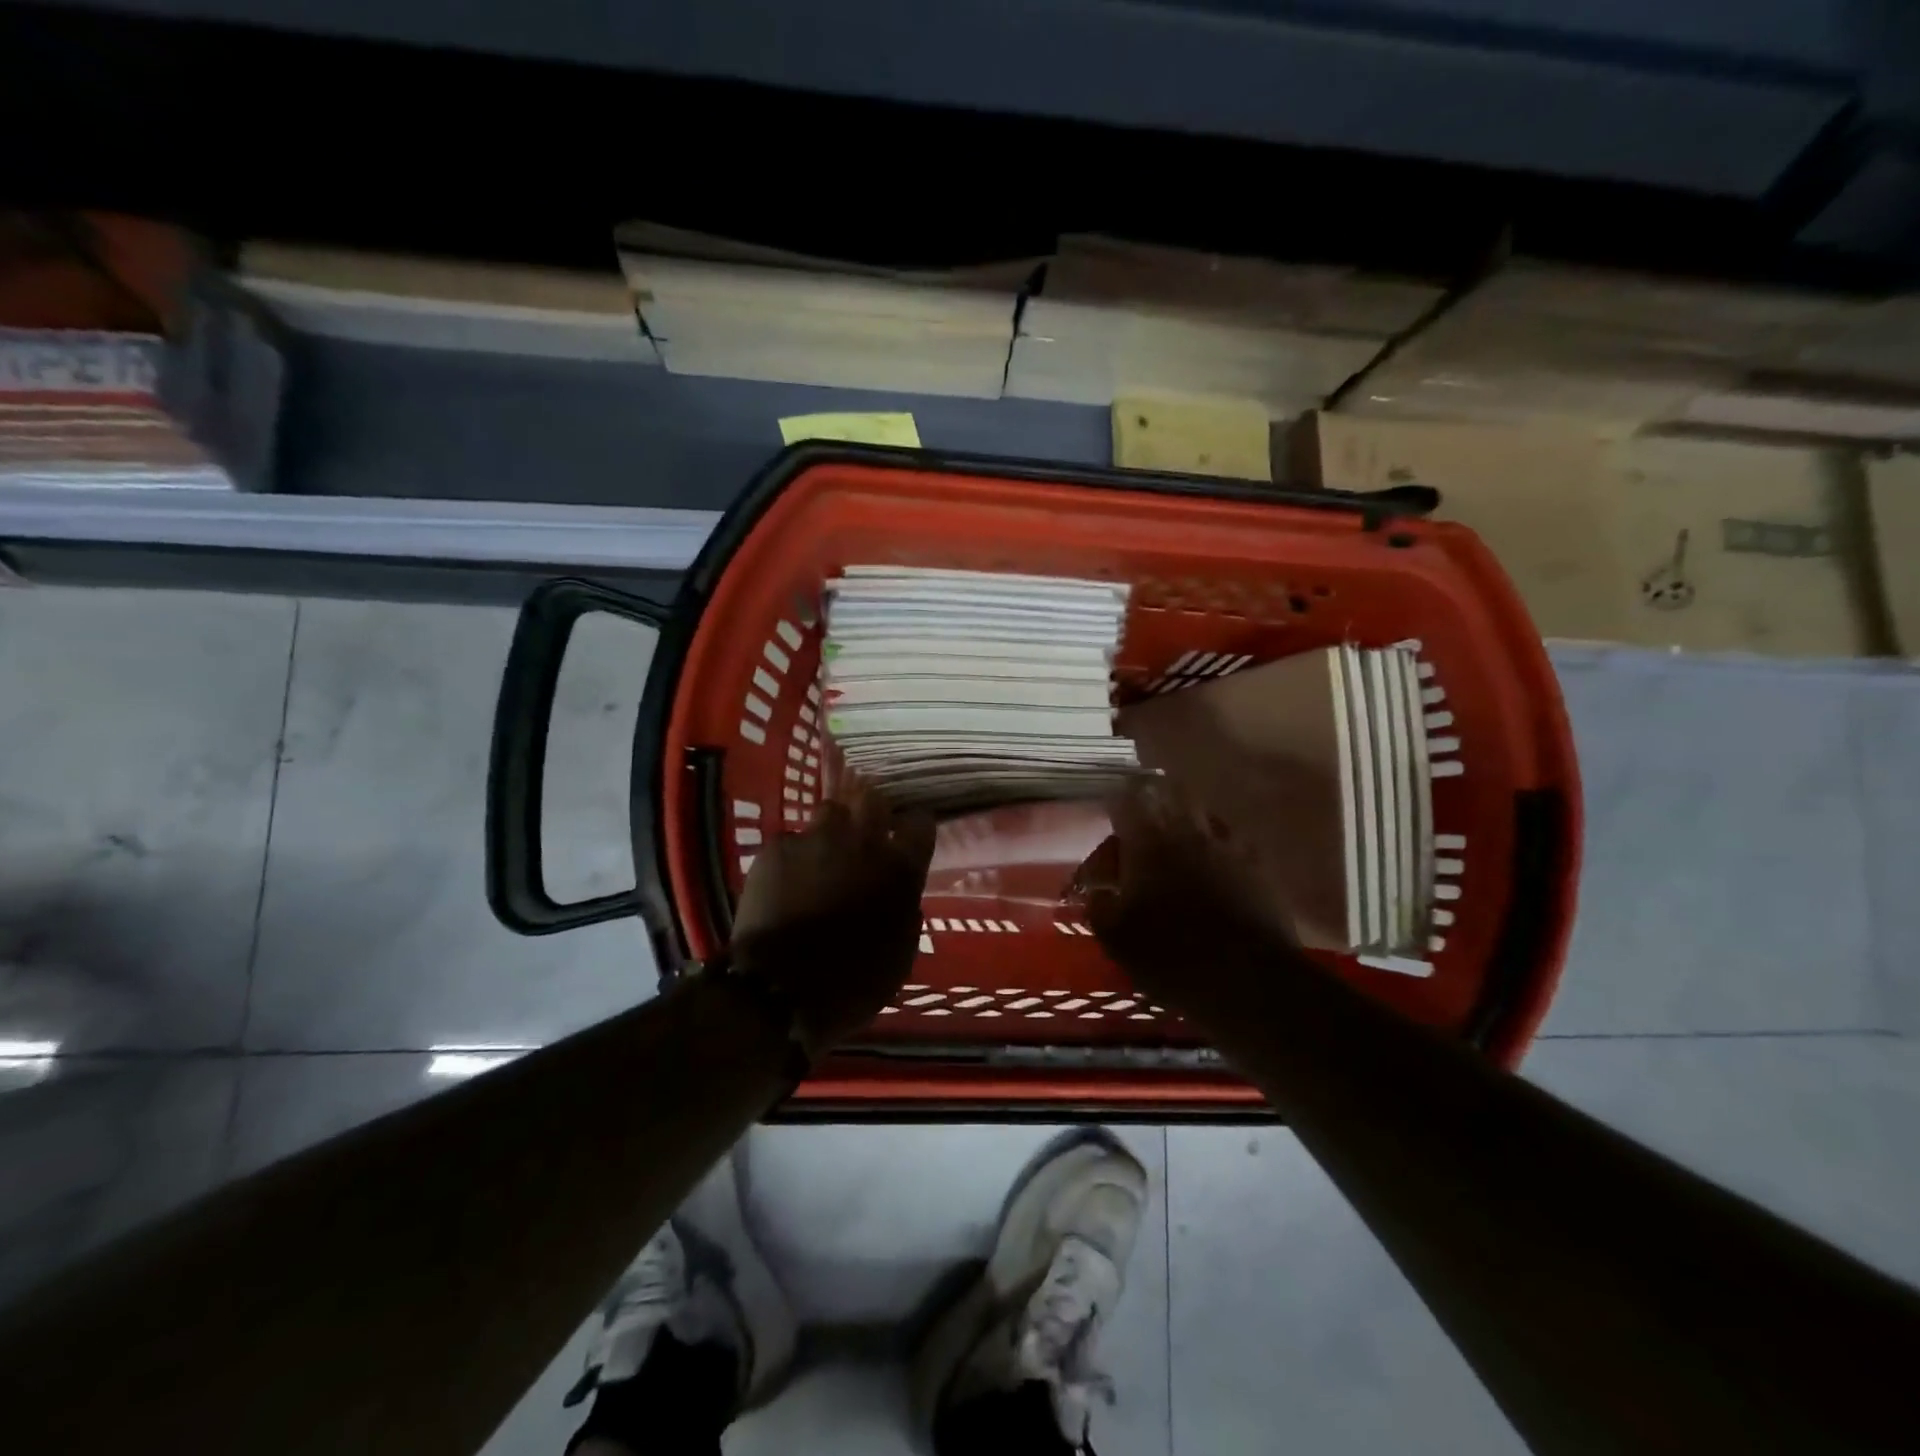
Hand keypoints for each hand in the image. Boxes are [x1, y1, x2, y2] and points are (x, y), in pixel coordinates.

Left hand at [730, 787, 934, 1055]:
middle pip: (873, 801)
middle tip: (864, 837)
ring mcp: (816, 839)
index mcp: (900, 868)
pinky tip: (785, 880)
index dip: (915, 827)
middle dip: (871, 813)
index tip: (908, 838)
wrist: (780, 990)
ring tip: (822, 854)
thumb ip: (904, 911)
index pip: (921, 823)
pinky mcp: (777, 848)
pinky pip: (791, 841)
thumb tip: (901, 897)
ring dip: (831, 830)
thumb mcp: (900, 954)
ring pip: (830, 812)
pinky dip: (793, 857)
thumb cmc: (853, 982)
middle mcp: (862, 841)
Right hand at [1078, 778, 1301, 1023]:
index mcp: (1149, 842)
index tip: (1109, 818)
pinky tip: (1214, 870)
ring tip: (1179, 845)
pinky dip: (1218, 848)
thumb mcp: (1116, 939)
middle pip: (1171, 795)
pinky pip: (1232, 842)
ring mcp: (1228, 846)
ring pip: (1204, 816)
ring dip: (1187, 824)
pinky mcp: (1259, 867)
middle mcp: (1189, 832)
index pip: (1126, 801)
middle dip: (1154, 804)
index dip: (1115, 806)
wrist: (1248, 981)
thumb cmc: (1171, 956)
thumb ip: (1099, 906)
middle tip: (1143, 826)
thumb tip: (1097, 891)